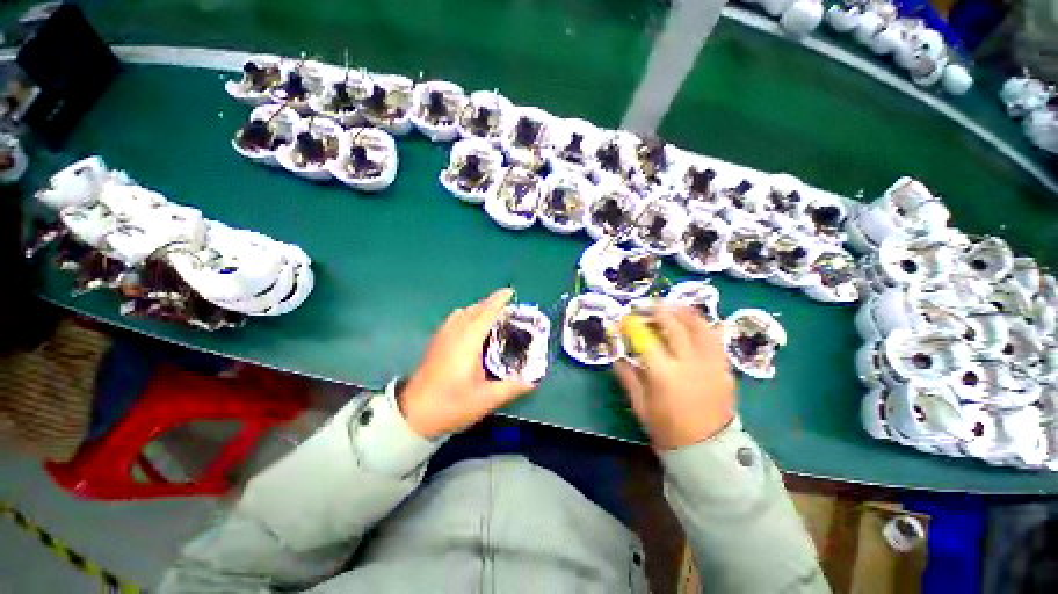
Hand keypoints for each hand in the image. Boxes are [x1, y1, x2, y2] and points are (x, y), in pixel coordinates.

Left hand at [399, 288, 536, 438]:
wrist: (412, 415)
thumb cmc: (451, 404)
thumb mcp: (485, 400)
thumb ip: (511, 388)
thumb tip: (533, 382)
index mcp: (468, 341)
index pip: (486, 313)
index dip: (499, 300)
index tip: (510, 292)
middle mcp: (454, 332)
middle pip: (474, 309)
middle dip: (490, 303)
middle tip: (507, 308)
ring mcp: (442, 336)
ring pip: (462, 313)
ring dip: (478, 309)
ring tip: (492, 316)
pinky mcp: (435, 343)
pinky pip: (454, 320)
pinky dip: (467, 316)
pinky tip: (472, 330)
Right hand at [614, 305, 736, 449]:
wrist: (709, 451)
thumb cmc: (668, 430)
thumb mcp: (641, 405)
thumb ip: (628, 377)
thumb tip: (616, 357)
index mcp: (664, 374)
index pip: (645, 340)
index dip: (633, 326)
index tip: (624, 319)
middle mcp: (689, 363)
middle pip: (674, 326)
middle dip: (658, 312)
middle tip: (648, 307)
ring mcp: (711, 364)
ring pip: (700, 327)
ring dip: (684, 313)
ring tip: (672, 306)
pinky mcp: (725, 368)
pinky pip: (716, 339)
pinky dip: (704, 326)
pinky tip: (695, 323)